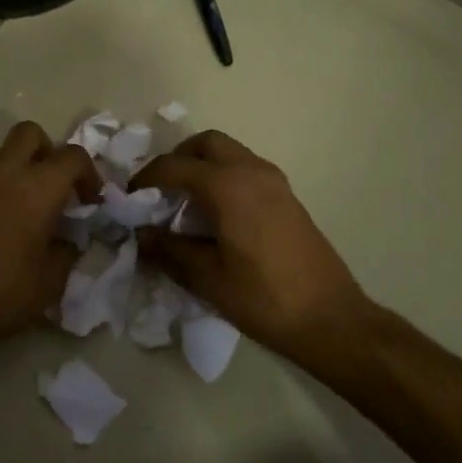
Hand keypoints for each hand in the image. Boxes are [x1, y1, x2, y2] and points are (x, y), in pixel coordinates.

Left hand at [0, 121, 98, 357]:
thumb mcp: (50, 283)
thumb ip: (67, 252)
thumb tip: (69, 239)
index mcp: (37, 188)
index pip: (73, 156)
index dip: (90, 175)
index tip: (92, 204)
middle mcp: (6, 174)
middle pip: (31, 134)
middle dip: (50, 153)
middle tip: (59, 189)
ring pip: (7, 156)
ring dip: (26, 173)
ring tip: (35, 216)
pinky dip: (5, 190)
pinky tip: (9, 229)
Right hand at [131, 130, 365, 353]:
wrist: (331, 319)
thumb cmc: (264, 298)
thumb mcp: (207, 278)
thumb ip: (168, 250)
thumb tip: (141, 235)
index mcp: (228, 186)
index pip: (175, 166)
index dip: (146, 178)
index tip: (129, 198)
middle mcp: (252, 171)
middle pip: (206, 143)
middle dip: (178, 159)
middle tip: (160, 190)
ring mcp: (275, 181)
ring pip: (230, 152)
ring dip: (203, 166)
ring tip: (185, 203)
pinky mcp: (287, 196)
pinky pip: (246, 169)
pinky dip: (224, 177)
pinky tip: (216, 215)